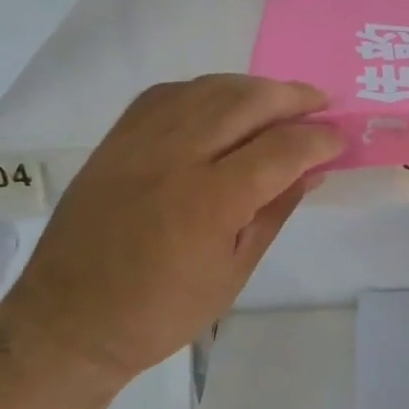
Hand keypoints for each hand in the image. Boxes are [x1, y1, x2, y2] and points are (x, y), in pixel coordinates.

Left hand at [5, 75, 342, 388]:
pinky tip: (221, 102)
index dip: (318, 139)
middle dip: (292, 97)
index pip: (281, 149)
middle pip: (247, 102)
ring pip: (209, 89)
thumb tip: (312, 171)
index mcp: (210, 202)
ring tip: (279, 98)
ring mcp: (140, 142)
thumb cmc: (160, 313)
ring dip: (253, 87)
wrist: (68, 321)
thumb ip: (274, 212)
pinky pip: (168, 94)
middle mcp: (176, 158)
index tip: (340, 138)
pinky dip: (205, 90)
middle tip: (320, 102)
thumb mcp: (233, 272)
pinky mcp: (116, 139)